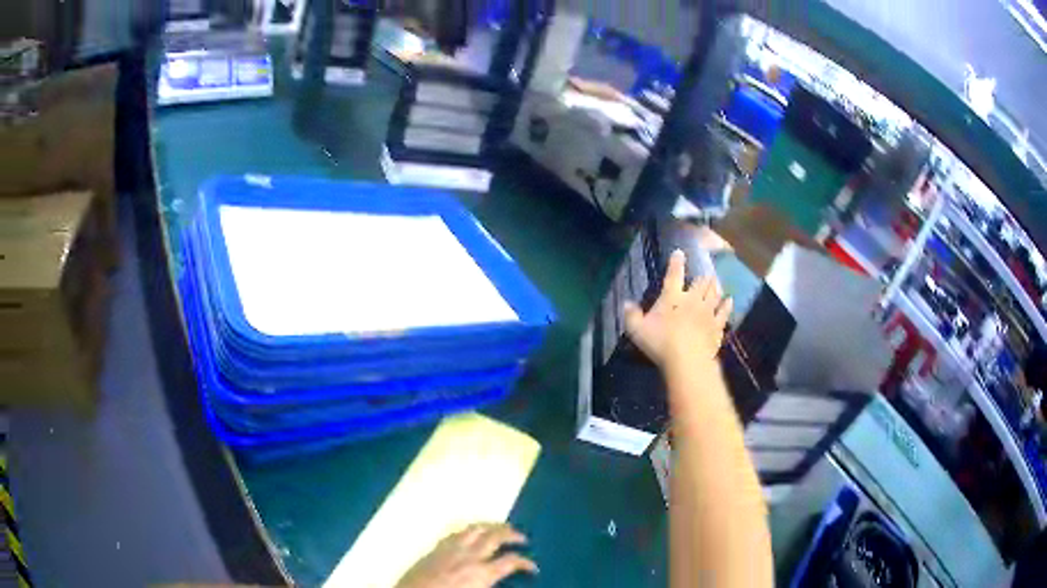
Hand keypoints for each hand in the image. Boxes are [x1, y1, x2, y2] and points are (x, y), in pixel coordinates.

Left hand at [396, 523, 537, 587]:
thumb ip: (489, 585)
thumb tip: (499, 579)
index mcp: (481, 573)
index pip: (511, 561)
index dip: (526, 563)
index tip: (533, 567)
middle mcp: (468, 556)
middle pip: (495, 536)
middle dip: (511, 534)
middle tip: (522, 537)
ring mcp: (449, 549)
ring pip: (475, 528)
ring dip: (491, 525)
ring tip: (499, 527)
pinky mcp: (433, 549)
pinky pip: (455, 533)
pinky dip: (469, 529)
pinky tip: (470, 533)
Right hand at [624, 249, 731, 369]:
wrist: (688, 359)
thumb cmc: (660, 342)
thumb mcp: (637, 330)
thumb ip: (631, 316)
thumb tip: (625, 303)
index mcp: (672, 297)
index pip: (674, 275)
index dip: (676, 263)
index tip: (679, 253)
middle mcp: (692, 300)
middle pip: (700, 283)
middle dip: (702, 277)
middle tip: (705, 273)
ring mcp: (707, 312)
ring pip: (714, 294)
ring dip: (715, 287)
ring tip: (717, 281)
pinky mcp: (717, 326)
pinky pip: (724, 312)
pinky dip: (727, 305)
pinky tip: (729, 301)